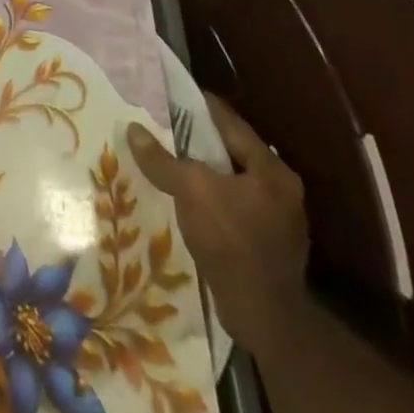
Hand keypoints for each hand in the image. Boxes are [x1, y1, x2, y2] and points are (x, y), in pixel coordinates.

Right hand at [127, 95, 309, 359]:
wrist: (262, 317)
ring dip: (202, 173)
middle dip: (197, 141)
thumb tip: (132, 129)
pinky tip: (184, 202)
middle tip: (162, 127)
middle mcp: (281, 190)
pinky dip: (208, 200)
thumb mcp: (191, 190)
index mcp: (272, 170)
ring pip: (230, 182)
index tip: (170, 95)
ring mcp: (277, 222)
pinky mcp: (266, 247)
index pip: (231, 123)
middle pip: (231, 152)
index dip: (199, 106)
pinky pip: (231, 209)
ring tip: (167, 162)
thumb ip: (161, 158)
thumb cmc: (231, 240)